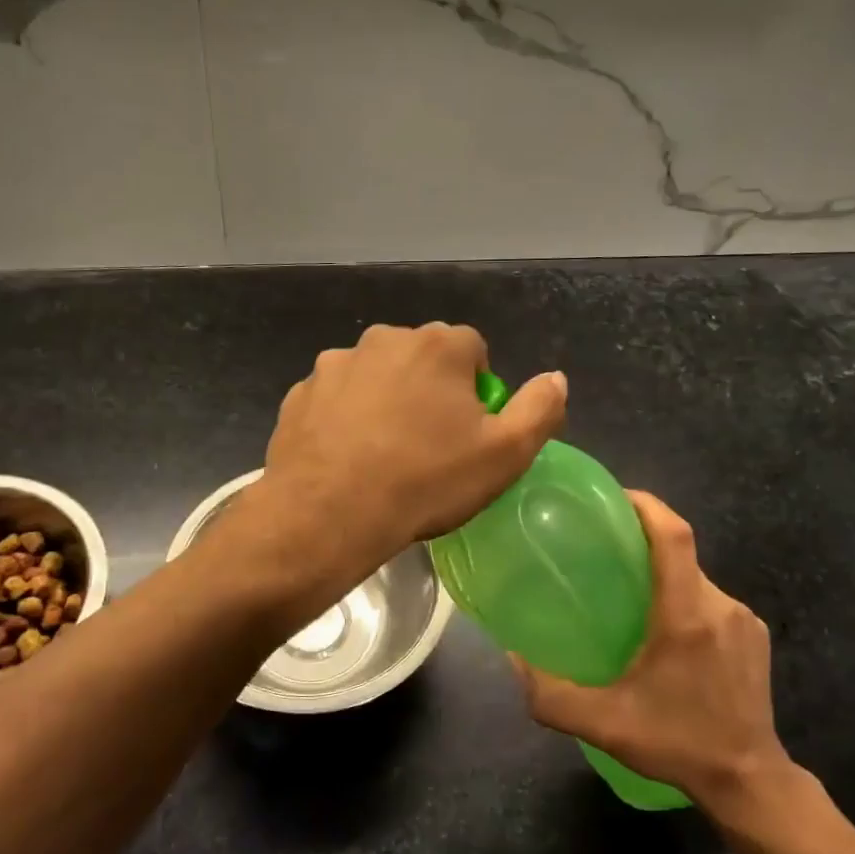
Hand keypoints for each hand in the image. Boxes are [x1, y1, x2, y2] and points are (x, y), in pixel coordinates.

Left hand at [249, 323, 565, 593]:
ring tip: (383, 455)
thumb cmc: (426, 481)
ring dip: (384, 401)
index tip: (468, 431)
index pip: (472, 350)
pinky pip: (335, 399)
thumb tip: (555, 378)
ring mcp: (335, 364)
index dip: (476, 390)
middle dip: (430, 390)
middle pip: (421, 358)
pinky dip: (344, 418)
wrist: (328, 513)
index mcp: (438, 345)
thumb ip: (539, 409)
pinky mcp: (299, 393)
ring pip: (374, 377)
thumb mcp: (505, 454)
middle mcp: (383, 339)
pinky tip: (346, 458)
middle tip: (429, 445)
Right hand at [513, 491, 795, 821]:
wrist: (751, 781)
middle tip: (605, 551)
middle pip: (681, 553)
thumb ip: (550, 694)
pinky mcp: (754, 637)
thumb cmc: (677, 743)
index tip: (615, 496)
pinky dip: (685, 599)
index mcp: (686, 616)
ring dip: (664, 576)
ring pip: (696, 578)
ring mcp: (743, 621)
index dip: (646, 506)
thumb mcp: (603, 724)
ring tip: (629, 593)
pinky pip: (712, 601)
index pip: (673, 536)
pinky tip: (664, 631)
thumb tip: (512, 659)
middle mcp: (720, 607)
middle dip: (645, 542)